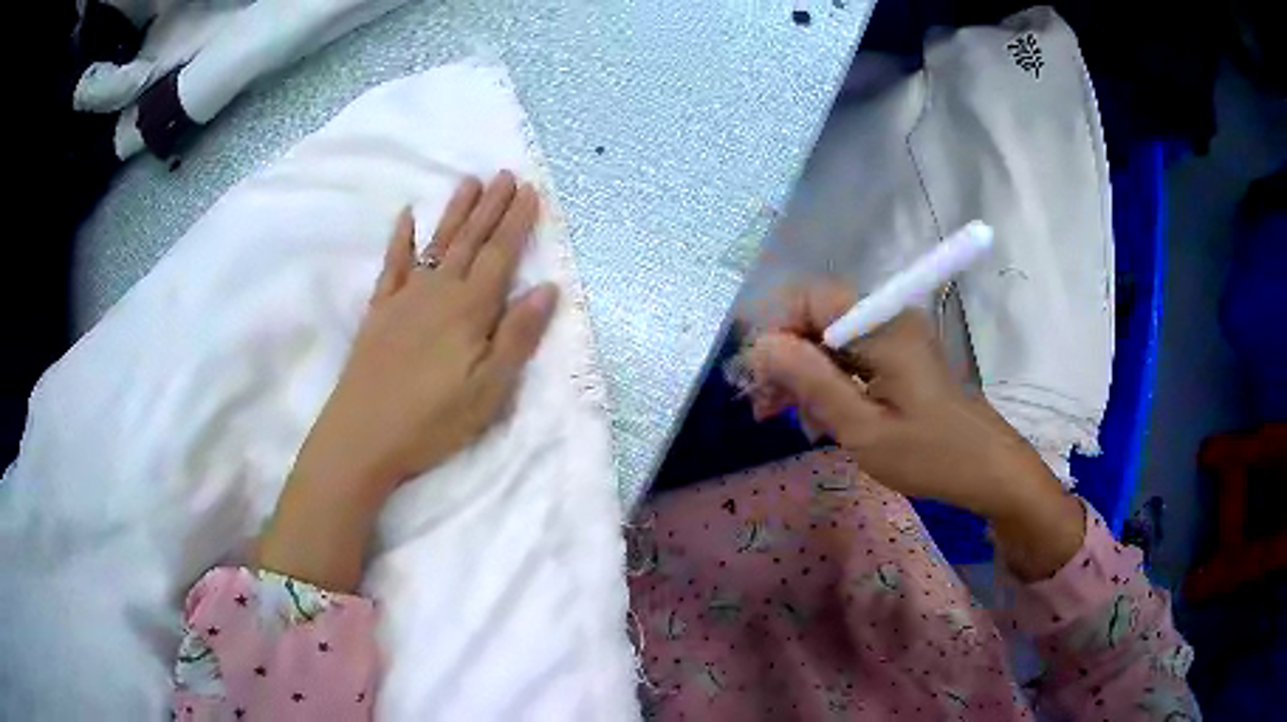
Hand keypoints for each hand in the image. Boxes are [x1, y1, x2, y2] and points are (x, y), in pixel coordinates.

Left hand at [256, 172, 558, 590]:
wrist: (361, 437)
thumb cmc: (432, 421)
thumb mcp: (488, 390)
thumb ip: (517, 336)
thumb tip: (546, 288)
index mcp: (469, 310)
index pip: (500, 255)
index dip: (517, 222)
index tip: (530, 191)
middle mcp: (438, 293)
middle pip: (469, 241)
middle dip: (491, 206)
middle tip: (506, 173)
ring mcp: (404, 299)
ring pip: (436, 244)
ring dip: (455, 212)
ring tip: (470, 181)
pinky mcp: (379, 312)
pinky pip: (392, 266)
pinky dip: (400, 239)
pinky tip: (406, 217)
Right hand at [745, 282, 1083, 579]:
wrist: (987, 470)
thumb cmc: (931, 455)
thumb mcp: (864, 429)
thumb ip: (813, 384)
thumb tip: (763, 347)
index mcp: (882, 326)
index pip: (810, 297)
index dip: (776, 329)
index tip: (758, 378)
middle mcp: (888, 319)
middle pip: (817, 318)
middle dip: (785, 358)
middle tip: (765, 408)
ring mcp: (896, 338)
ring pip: (830, 341)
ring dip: (805, 376)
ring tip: (797, 424)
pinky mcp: (900, 358)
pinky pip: (851, 359)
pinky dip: (830, 385)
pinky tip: (824, 422)